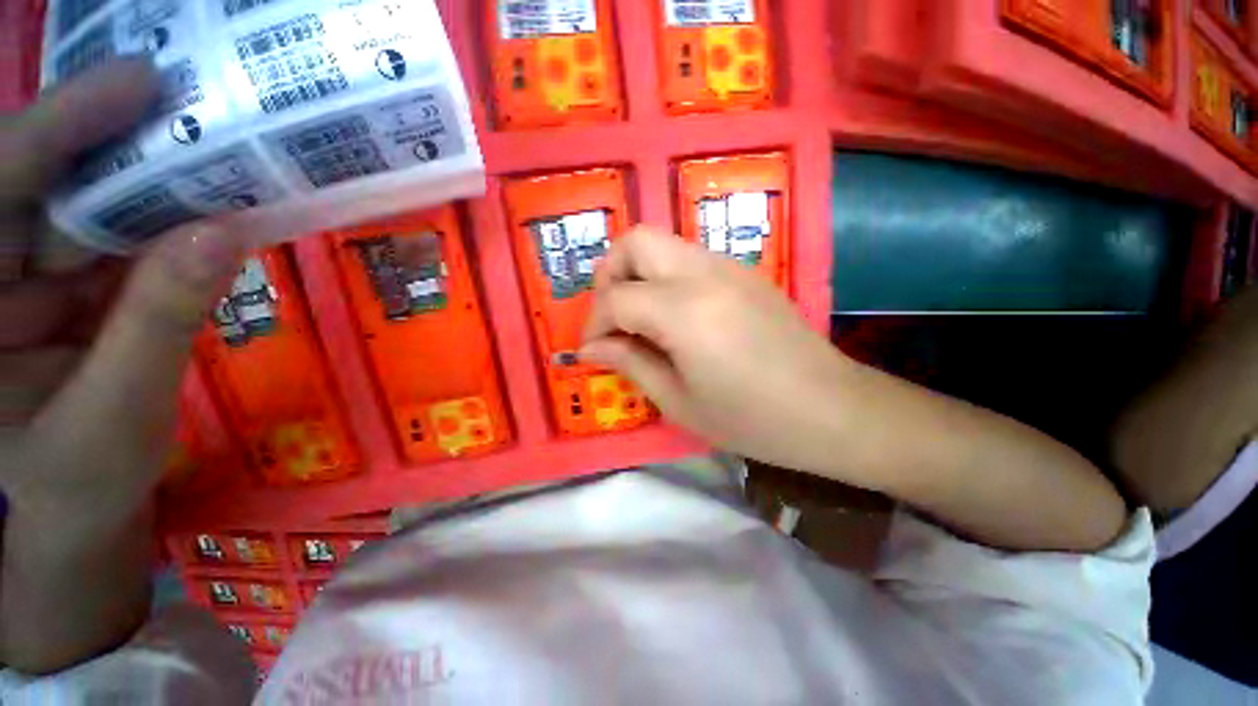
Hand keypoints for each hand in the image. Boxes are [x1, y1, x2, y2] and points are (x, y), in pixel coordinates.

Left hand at [0, 58, 245, 520]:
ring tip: (211, 154)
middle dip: (112, 144)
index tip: (140, 82)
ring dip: (148, 180)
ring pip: (85, 205)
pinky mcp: (68, 281)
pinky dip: (164, 220)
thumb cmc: (84, 480)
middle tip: (190, 109)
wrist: (85, 506)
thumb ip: (159, 322)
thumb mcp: (118, 412)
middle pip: (41, 184)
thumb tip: (224, 235)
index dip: (57, 127)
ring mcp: (26, 275)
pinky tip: (203, 206)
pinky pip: (117, 236)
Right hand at [582, 226, 850, 471]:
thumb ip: (630, 363)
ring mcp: (729, 266)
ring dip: (638, 274)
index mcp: (684, 311)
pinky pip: (688, 258)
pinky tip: (675, 317)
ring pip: (663, 243)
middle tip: (612, 318)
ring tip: (640, 319)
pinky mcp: (745, 272)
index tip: (592, 350)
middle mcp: (703, 273)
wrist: (831, 409)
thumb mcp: (678, 400)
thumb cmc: (751, 418)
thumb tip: (591, 348)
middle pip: (636, 241)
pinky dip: (666, 278)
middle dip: (610, 275)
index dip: (594, 324)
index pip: (616, 298)